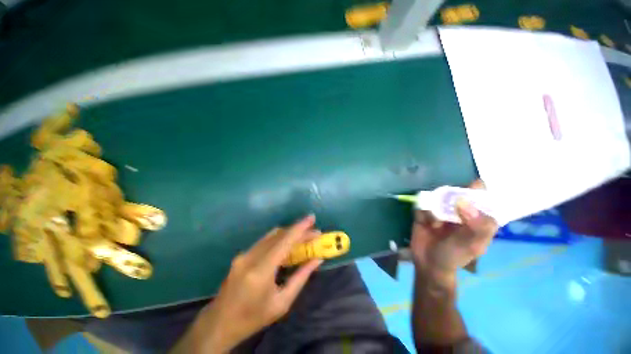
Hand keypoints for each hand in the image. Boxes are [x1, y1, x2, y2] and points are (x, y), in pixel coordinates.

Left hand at [192, 215, 322, 352]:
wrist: (219, 324)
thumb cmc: (253, 318)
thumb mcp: (282, 303)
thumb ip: (301, 278)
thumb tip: (317, 259)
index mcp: (260, 271)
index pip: (284, 242)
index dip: (300, 228)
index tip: (312, 218)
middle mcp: (250, 257)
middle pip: (279, 235)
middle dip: (298, 231)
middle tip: (313, 232)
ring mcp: (244, 254)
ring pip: (271, 235)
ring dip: (289, 233)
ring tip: (303, 237)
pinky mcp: (242, 255)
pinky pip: (264, 241)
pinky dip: (279, 239)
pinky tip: (287, 244)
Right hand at [410, 180, 497, 283]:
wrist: (428, 264)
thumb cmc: (455, 256)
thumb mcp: (473, 245)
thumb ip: (477, 226)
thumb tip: (463, 201)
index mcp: (476, 216)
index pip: (481, 195)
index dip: (475, 189)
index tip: (468, 187)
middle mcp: (458, 210)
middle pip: (455, 192)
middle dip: (450, 196)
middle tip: (447, 210)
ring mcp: (439, 209)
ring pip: (436, 196)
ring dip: (434, 206)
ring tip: (434, 223)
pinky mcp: (423, 211)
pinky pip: (422, 204)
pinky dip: (422, 212)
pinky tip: (424, 222)